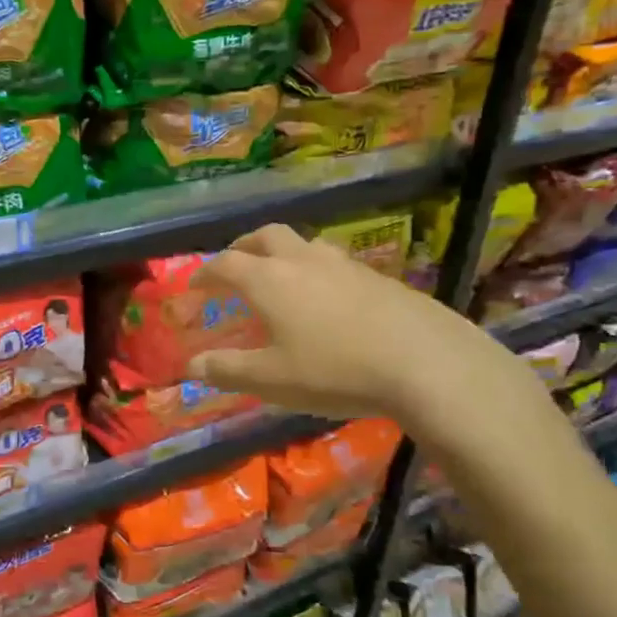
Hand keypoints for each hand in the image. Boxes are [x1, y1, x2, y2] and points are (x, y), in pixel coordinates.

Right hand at [187, 225, 565, 473]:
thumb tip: (192, 364)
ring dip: (283, 254)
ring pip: (304, 244)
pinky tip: (329, 299)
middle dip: (243, 247)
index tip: (194, 285)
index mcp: (269, 280)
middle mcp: (303, 260)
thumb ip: (228, 370)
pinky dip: (317, 271)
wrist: (424, 361)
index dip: (205, 273)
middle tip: (235, 265)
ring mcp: (344, 264)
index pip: (225, 264)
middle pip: (266, 236)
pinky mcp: (378, 277)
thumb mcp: (272, 380)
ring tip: (282, 277)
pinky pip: (335, 263)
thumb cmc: (334, 370)